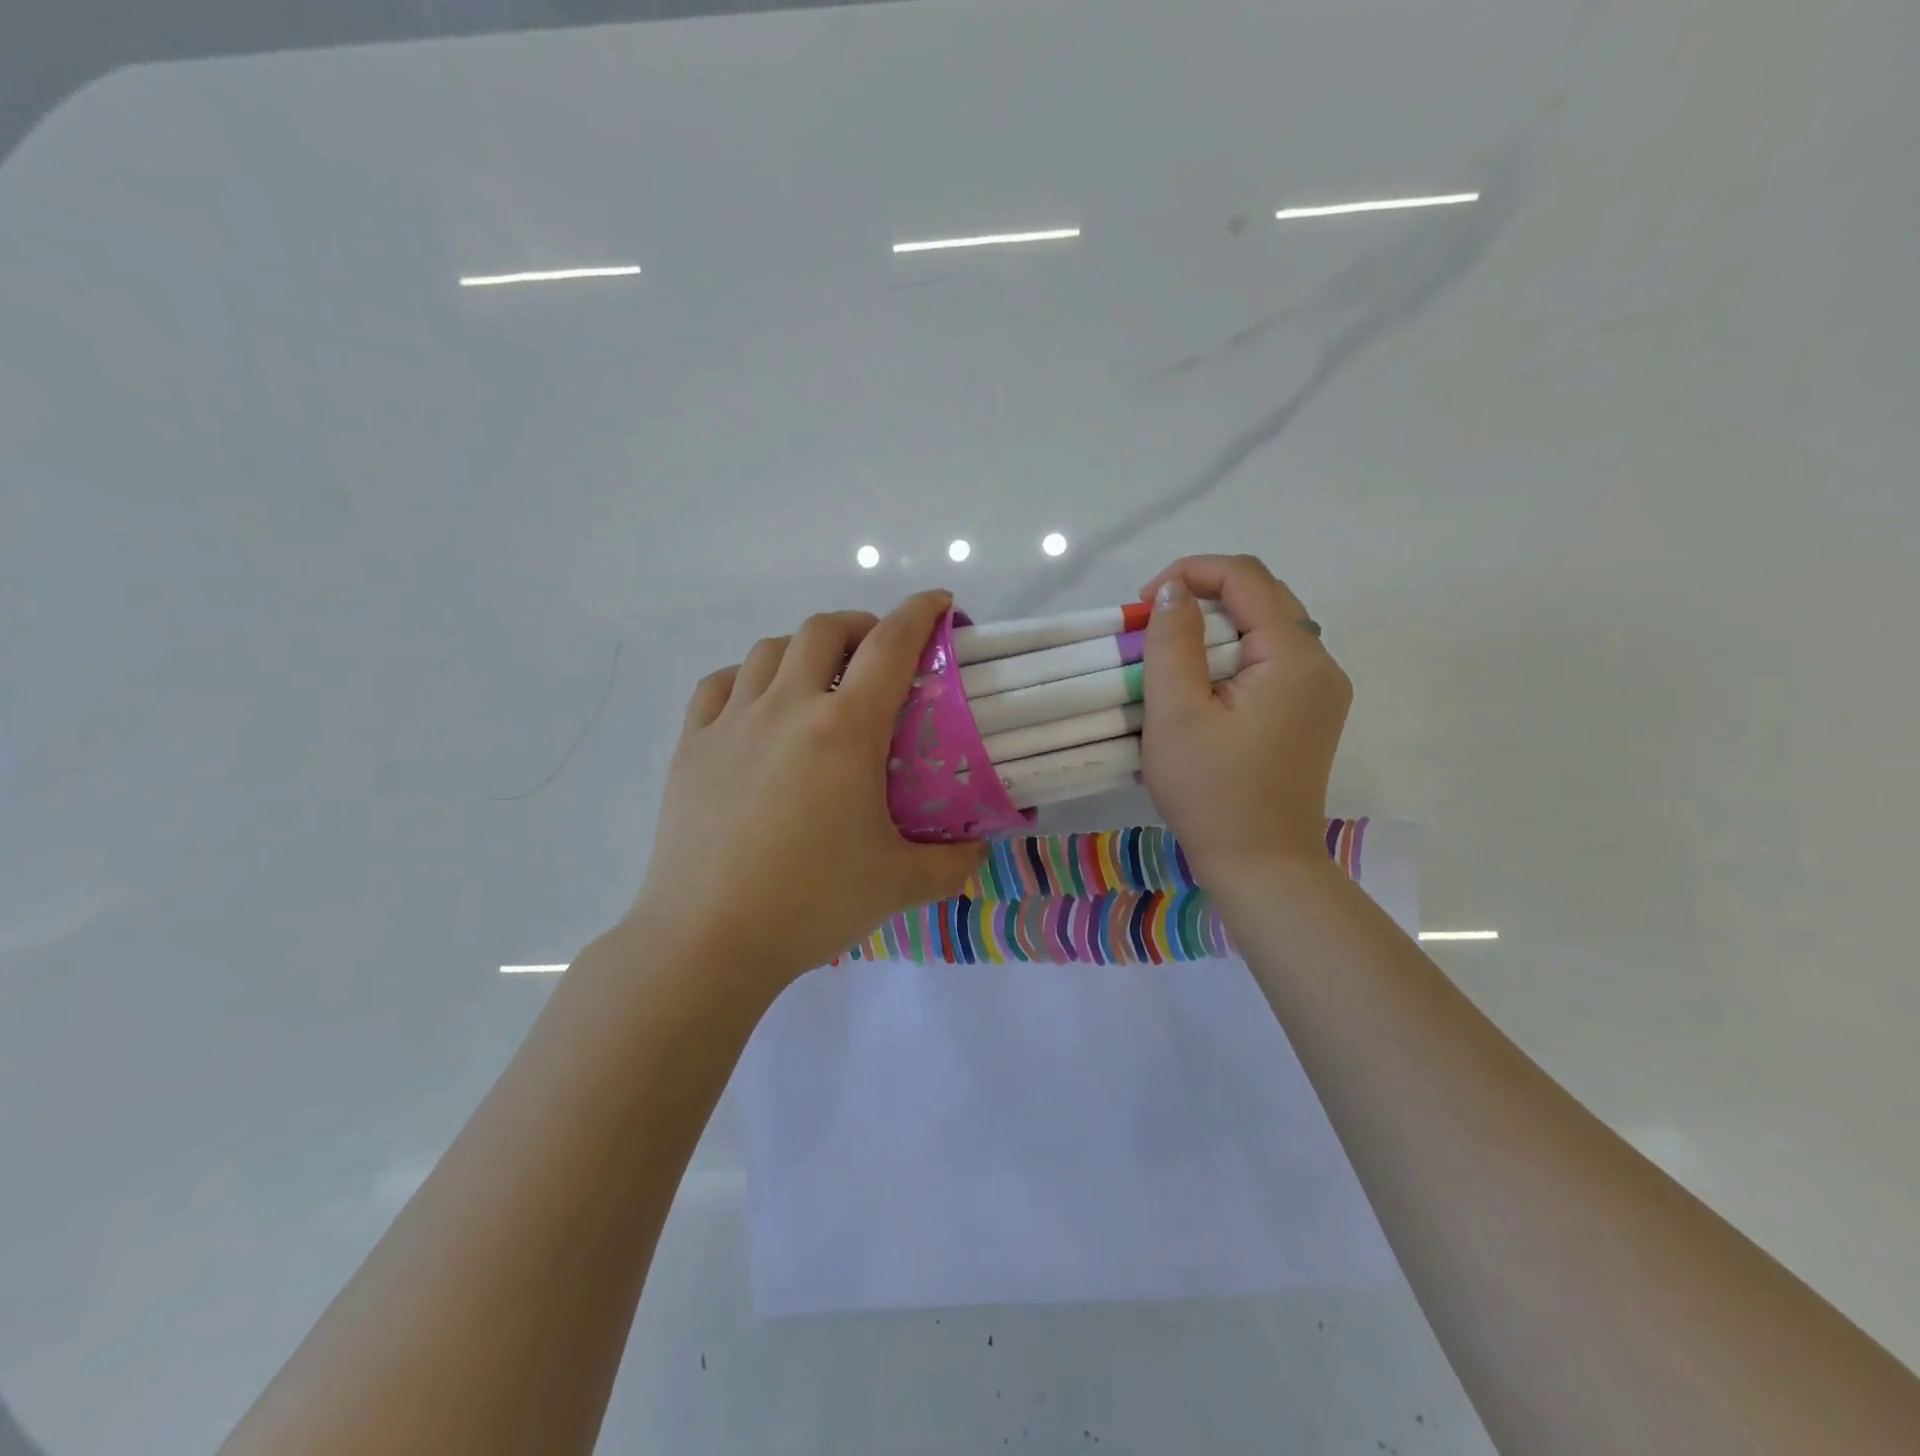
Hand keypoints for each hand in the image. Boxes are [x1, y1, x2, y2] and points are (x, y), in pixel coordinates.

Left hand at [629, 590, 985, 990]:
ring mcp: (732, 722)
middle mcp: (787, 707)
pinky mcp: (692, 746)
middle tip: (878, 654)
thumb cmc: (812, 903)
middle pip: (824, 629)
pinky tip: (757, 705)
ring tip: (818, 679)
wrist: (709, 940)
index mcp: (845, 729)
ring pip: (769, 650)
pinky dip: (747, 678)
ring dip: (803, 648)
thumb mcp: (900, 884)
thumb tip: (978, 850)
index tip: (940, 605)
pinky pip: (720, 685)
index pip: (891, 645)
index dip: (920, 613)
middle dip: (860, 625)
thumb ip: (952, 863)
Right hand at [1138, 554, 1351, 883]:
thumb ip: (1171, 641)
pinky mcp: (1309, 713)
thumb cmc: (1212, 792)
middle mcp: (1321, 663)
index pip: (1245, 577)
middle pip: (1261, 597)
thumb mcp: (1176, 713)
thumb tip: (1172, 590)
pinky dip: (1231, 656)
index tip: (1143, 603)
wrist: (1261, 865)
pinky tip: (1201, 686)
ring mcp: (1320, 691)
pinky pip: (1270, 661)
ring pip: (1266, 628)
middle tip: (1153, 628)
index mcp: (1295, 656)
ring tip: (1171, 656)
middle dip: (1201, 597)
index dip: (1190, 572)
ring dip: (1215, 627)